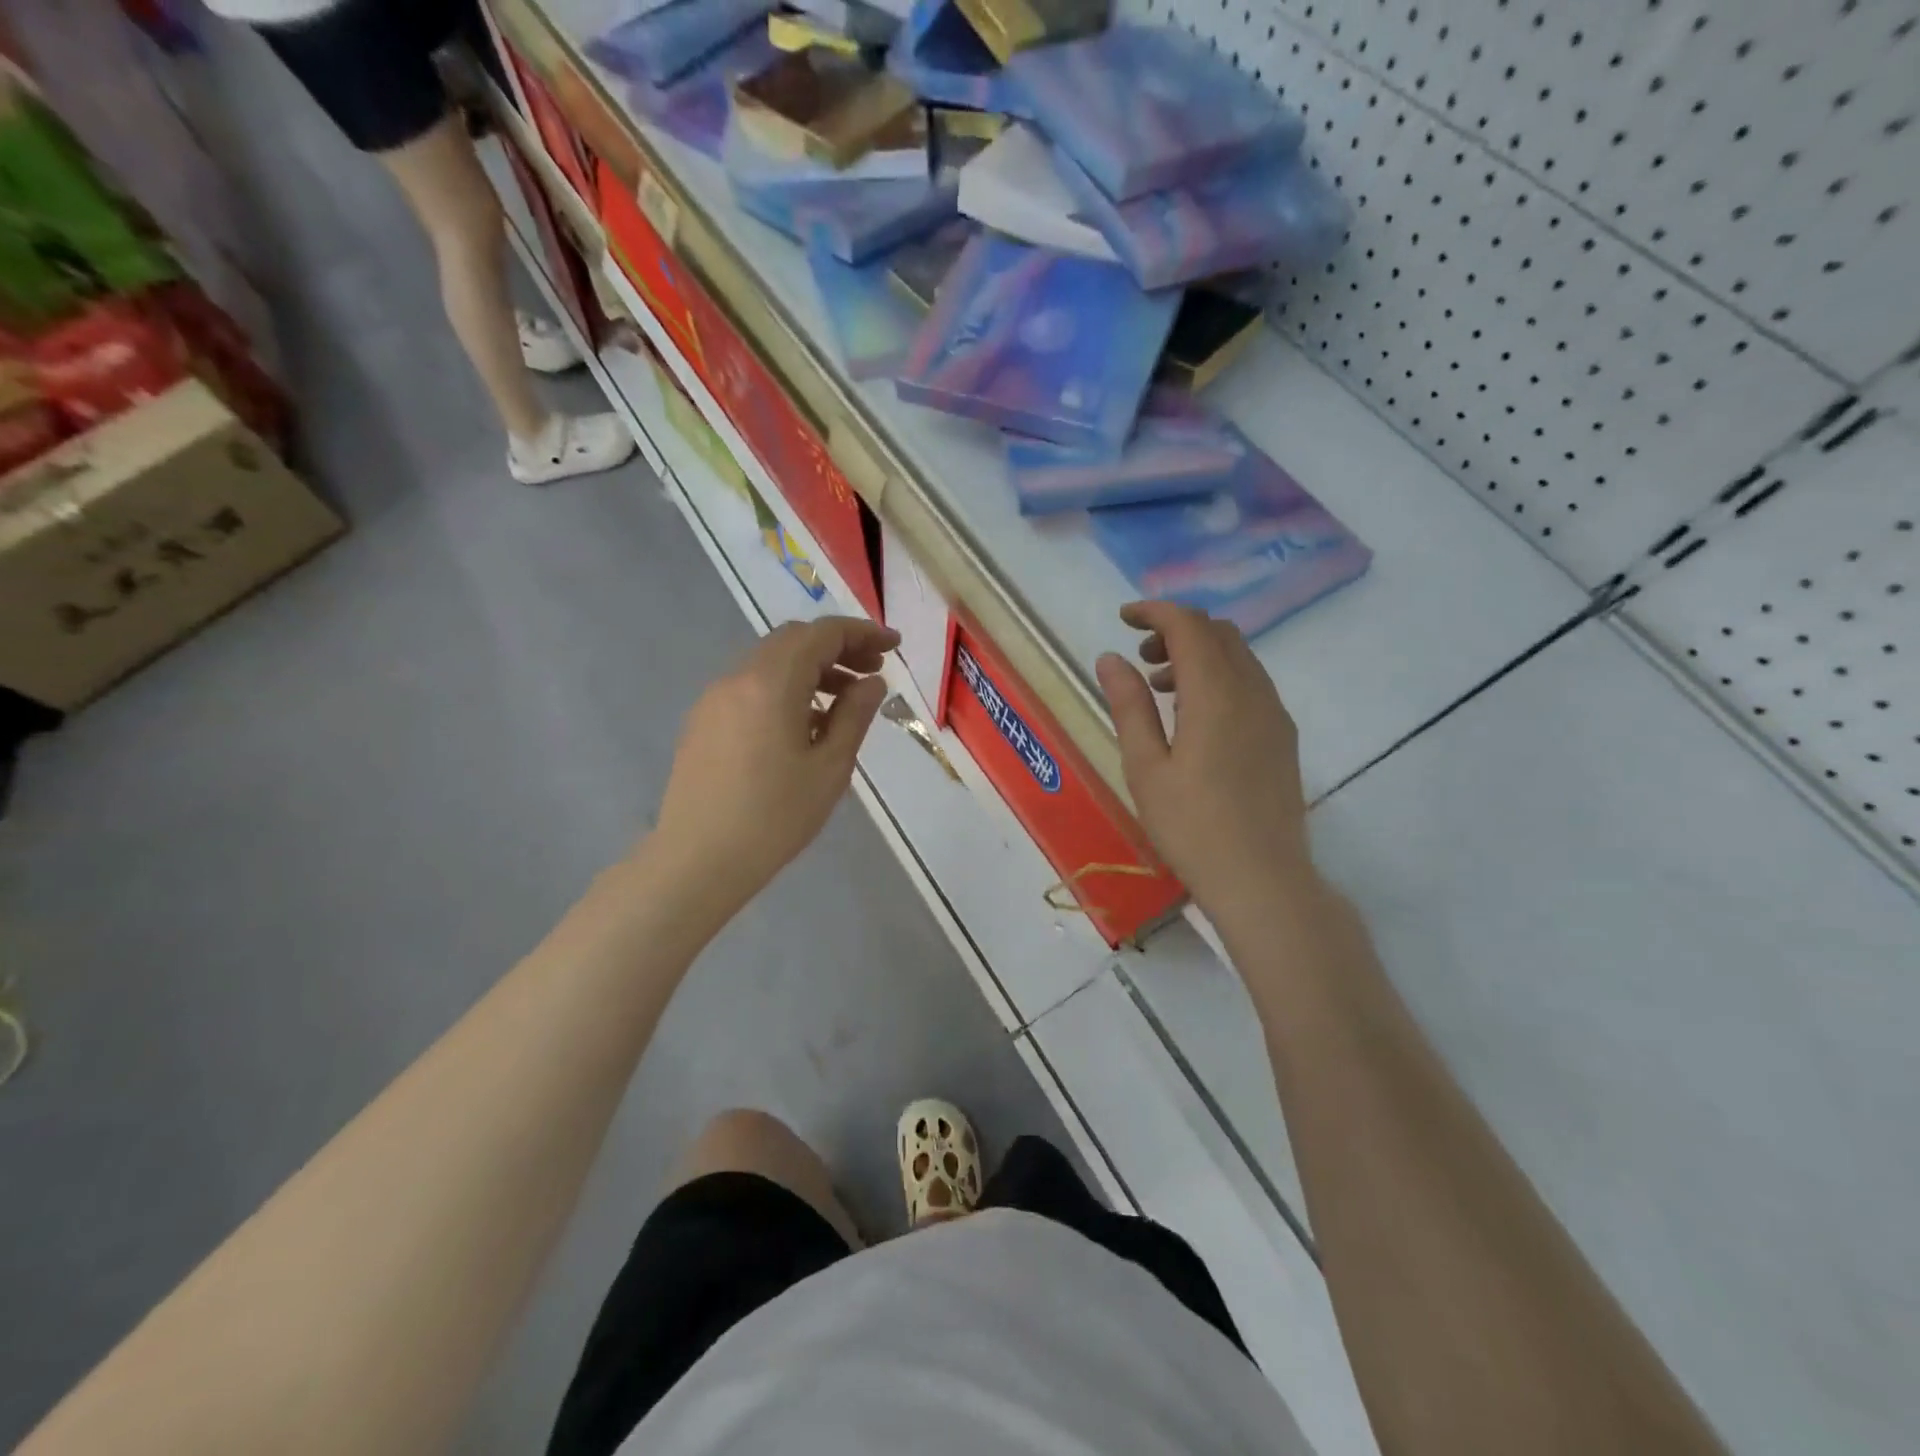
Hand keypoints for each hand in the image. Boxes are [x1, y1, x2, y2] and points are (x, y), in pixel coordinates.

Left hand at [652, 616, 898, 906]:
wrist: (698, 860)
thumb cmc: (774, 817)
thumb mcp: (830, 767)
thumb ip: (855, 715)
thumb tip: (872, 682)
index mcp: (771, 683)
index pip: (822, 634)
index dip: (863, 632)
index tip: (894, 647)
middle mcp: (738, 678)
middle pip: (794, 641)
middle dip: (838, 648)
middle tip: (873, 672)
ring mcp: (715, 699)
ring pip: (770, 663)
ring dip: (811, 670)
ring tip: (845, 703)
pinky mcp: (703, 722)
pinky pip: (751, 687)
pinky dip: (785, 689)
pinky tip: (804, 725)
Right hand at [1096, 602, 1313, 922]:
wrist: (1262, 879)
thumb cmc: (1191, 827)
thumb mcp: (1145, 767)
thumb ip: (1129, 706)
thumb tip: (1110, 658)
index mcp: (1216, 695)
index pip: (1189, 626)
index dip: (1155, 612)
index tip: (1123, 619)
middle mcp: (1253, 692)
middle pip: (1219, 633)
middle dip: (1176, 630)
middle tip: (1139, 659)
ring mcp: (1274, 714)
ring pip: (1239, 657)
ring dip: (1199, 654)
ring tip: (1160, 689)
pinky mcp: (1282, 737)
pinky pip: (1251, 683)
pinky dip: (1219, 678)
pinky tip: (1194, 717)